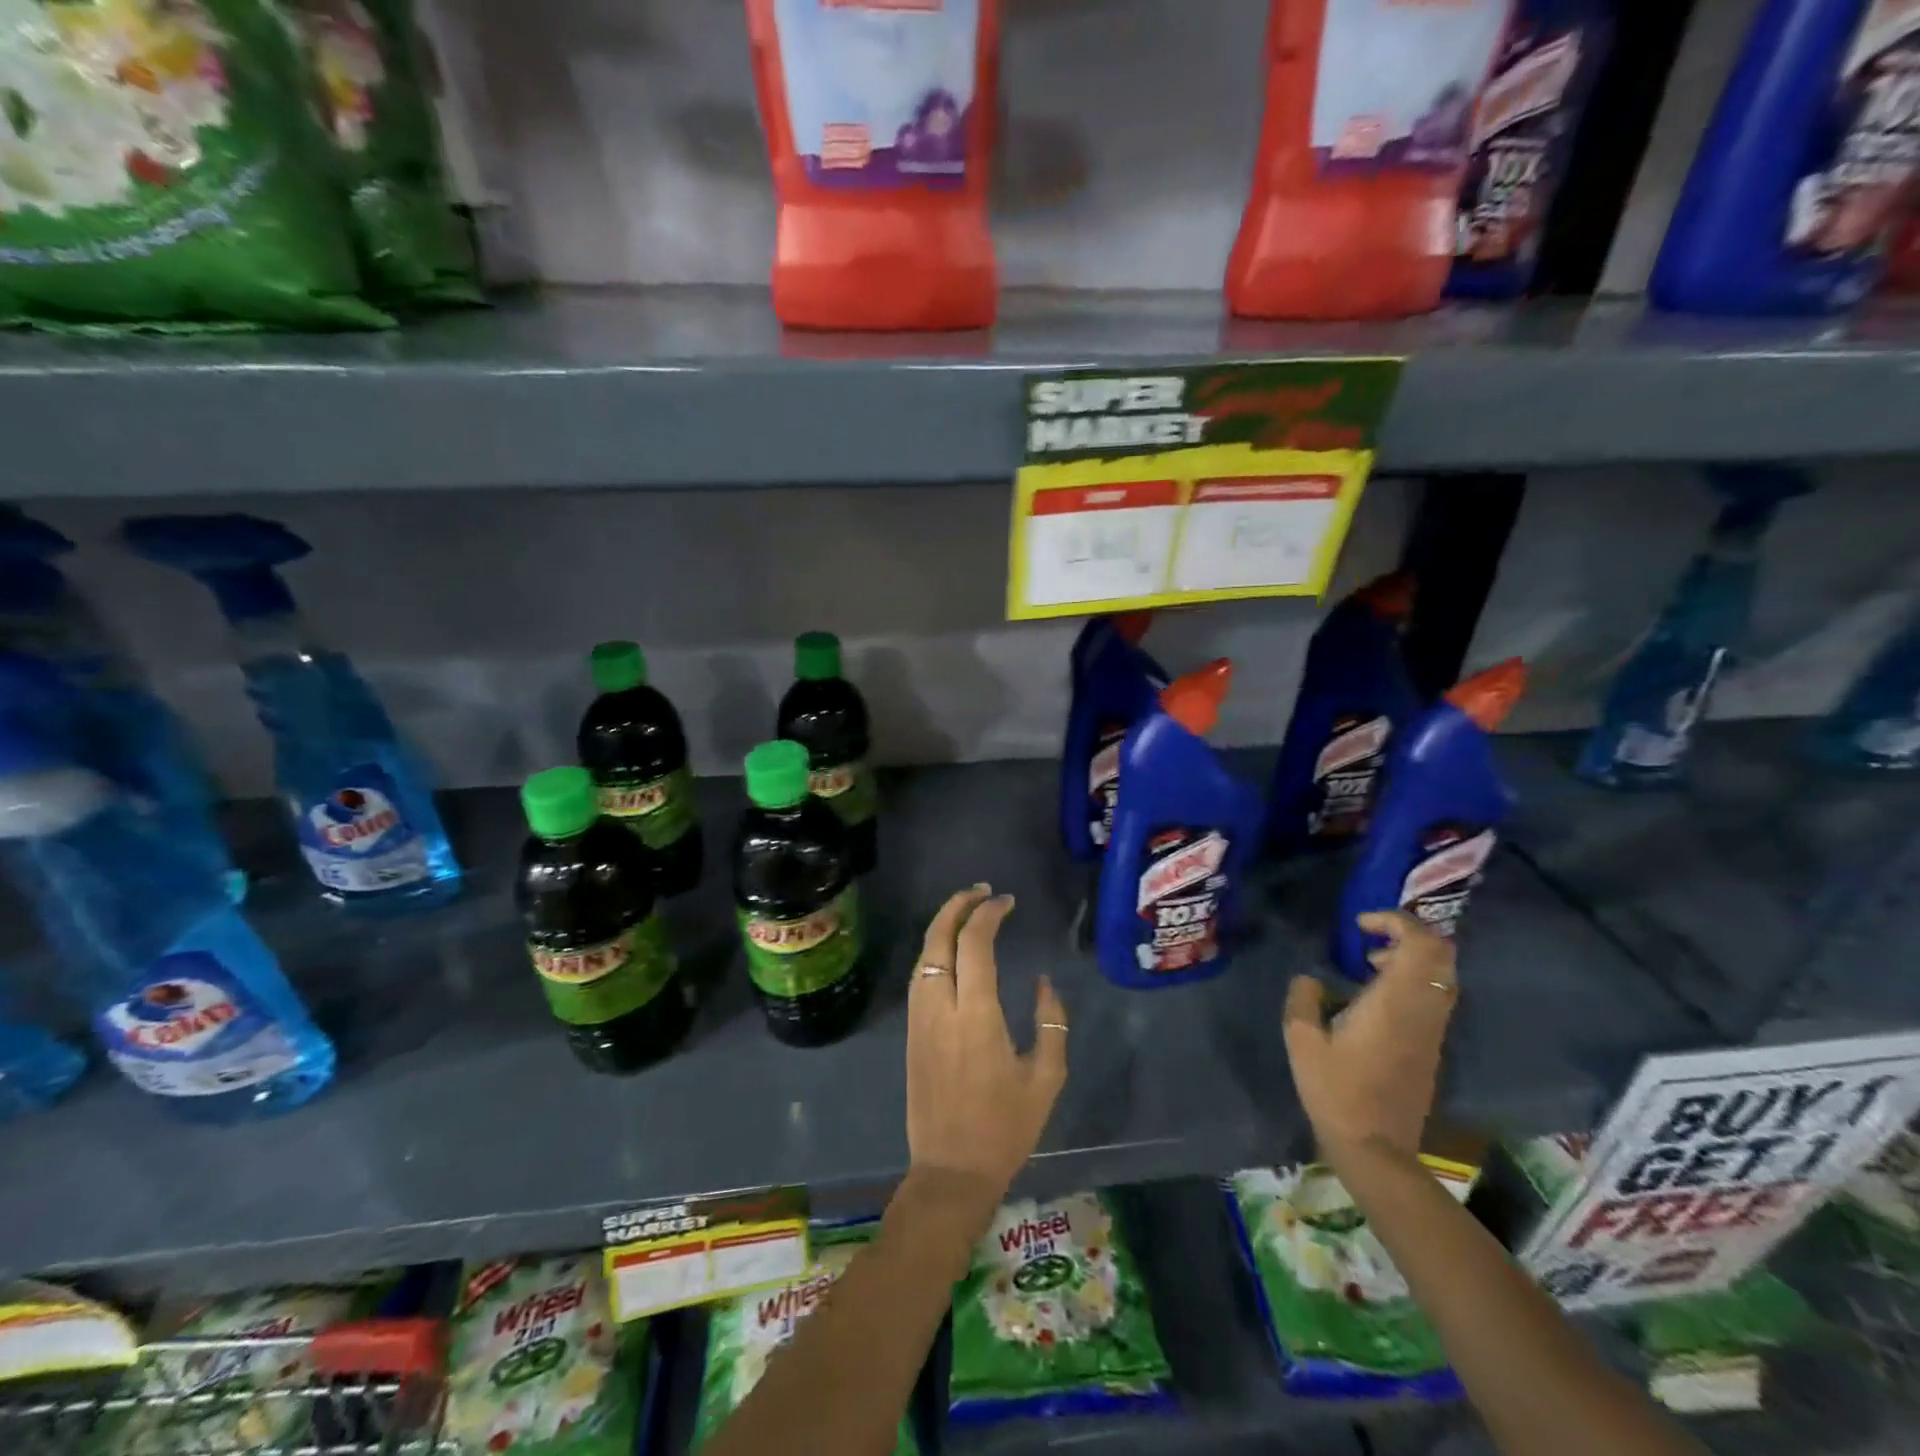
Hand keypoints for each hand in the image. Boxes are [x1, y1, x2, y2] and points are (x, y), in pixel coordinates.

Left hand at [906, 885, 1068, 1207]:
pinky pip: (918, 977)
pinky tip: (950, 950)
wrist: (951, 1170)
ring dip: (942, 924)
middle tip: (982, 891)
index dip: (989, 914)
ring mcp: (920, 1019)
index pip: (974, 943)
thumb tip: (1043, 982)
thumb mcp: (1046, 1077)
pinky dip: (933, 950)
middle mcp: (940, 1008)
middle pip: (938, 938)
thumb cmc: (1006, 1127)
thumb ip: (1051, 1022)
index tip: (1007, 902)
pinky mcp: (911, 1032)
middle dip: (957, 905)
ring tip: (967, 910)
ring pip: (923, 955)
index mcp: (976, 1015)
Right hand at [1283, 910, 1457, 1163]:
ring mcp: (1432, 1031)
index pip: (1420, 943)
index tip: (1361, 923)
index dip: (1396, 921)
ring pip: (1442, 976)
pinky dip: (1412, 982)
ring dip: (1411, 959)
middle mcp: (1423, 1010)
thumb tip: (1310, 980)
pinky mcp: (1431, 1048)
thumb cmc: (1335, 1091)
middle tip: (1371, 938)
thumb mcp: (1302, 1040)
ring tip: (1369, 964)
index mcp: (1394, 1002)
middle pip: (1442, 955)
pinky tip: (1375, 997)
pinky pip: (1434, 998)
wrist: (1377, 1150)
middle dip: (1410, 934)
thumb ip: (1303, 999)